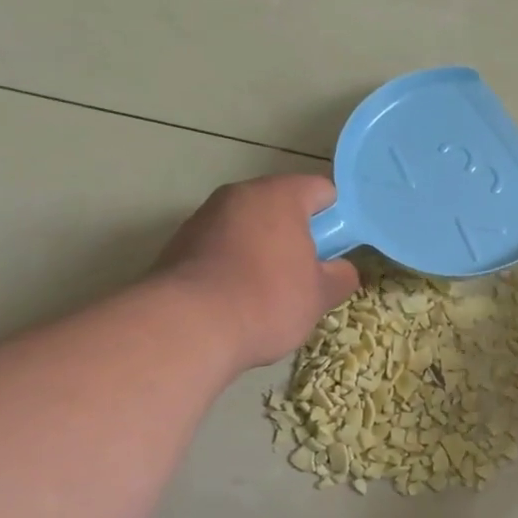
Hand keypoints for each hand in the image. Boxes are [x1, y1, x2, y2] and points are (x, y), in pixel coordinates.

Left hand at [156, 175, 359, 369]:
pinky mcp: (178, 246)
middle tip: (307, 274)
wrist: (188, 327)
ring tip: (269, 294)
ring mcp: (203, 218)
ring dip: (263, 251)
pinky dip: (233, 266)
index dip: (337, 217)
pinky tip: (236, 301)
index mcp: (279, 196)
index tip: (338, 250)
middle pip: (280, 206)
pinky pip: (220, 248)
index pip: (321, 190)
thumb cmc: (267, 300)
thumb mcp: (319, 295)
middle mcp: (238, 196)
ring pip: (247, 227)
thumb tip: (340, 269)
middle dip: (297, 236)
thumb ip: (340, 276)